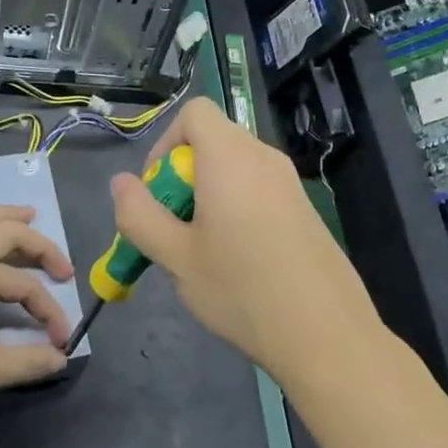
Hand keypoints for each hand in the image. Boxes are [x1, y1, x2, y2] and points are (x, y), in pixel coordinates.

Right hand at [108, 98, 383, 388]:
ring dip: (209, 194)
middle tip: (176, 228)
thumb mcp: (176, 257)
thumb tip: (120, 182)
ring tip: (204, 250)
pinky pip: (258, 188)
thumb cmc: (242, 290)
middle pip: (213, 140)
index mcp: (230, 157)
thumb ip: (139, 214)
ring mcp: (289, 182)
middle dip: (183, 175)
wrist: (327, 335)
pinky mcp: (305, 208)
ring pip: (235, 167)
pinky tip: (239, 260)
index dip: (166, 143)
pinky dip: (237, 206)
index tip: (159, 191)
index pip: (194, 112)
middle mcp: (263, 157)